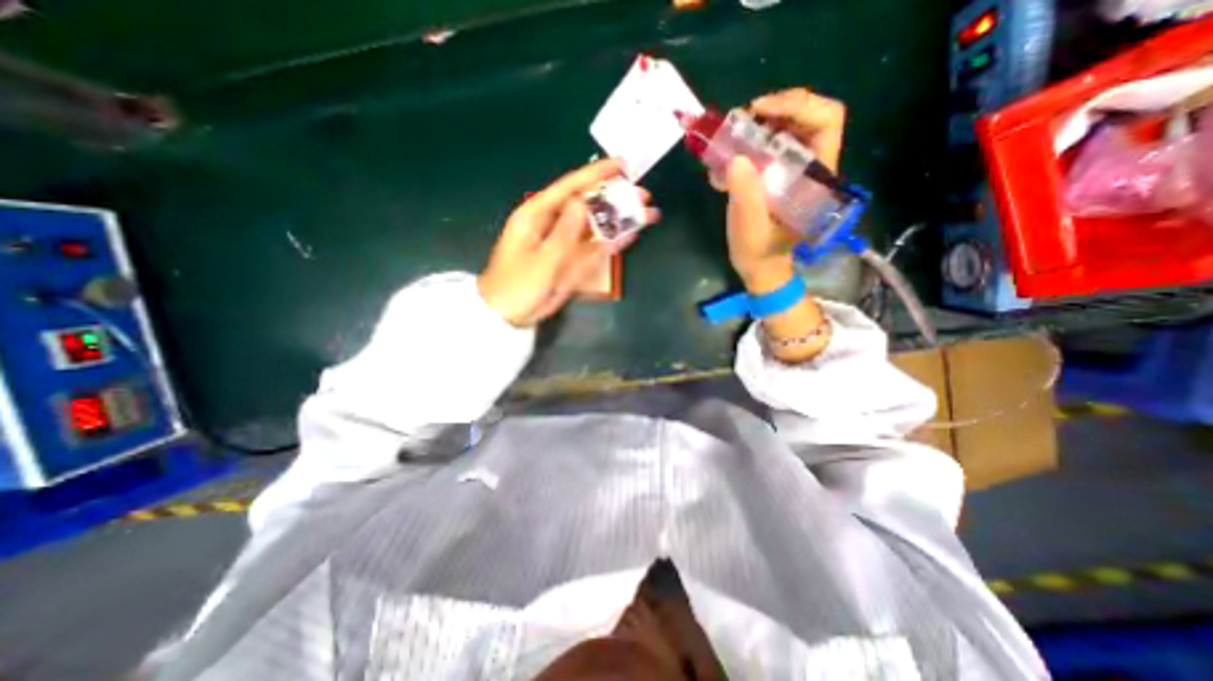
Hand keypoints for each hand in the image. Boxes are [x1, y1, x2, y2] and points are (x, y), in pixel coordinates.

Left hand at [478, 158, 659, 330]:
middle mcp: (552, 224)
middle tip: (642, 195)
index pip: (570, 187)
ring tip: (646, 213)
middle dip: (615, 199)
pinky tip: (630, 235)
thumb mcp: (540, 261)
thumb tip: (583, 203)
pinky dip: (611, 242)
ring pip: (594, 226)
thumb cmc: (517, 286)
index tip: (621, 165)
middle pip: (587, 205)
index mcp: (537, 215)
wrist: (509, 314)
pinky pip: (594, 248)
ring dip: (619, 221)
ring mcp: (564, 243)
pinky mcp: (571, 260)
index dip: (596, 174)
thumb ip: (564, 233)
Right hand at [724, 88, 844, 289]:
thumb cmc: (760, 253)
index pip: (827, 121)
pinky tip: (727, 157)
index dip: (798, 105)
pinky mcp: (775, 176)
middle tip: (744, 118)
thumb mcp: (751, 229)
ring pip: (785, 128)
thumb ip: (746, 196)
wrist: (760, 267)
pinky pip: (767, 146)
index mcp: (815, 177)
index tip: (761, 111)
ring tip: (732, 135)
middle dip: (776, 108)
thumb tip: (735, 158)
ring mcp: (792, 170)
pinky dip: (747, 143)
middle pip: (807, 116)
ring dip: (758, 124)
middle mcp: (809, 166)